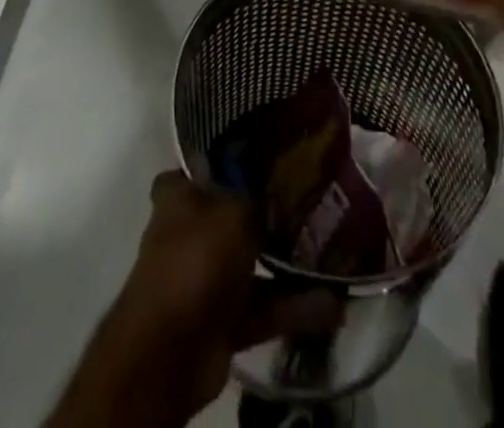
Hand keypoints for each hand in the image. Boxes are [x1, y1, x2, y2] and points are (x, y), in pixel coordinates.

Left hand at [46, 172, 338, 427]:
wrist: (169, 352)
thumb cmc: (195, 259)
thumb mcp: (233, 210)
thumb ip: (257, 196)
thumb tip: (279, 182)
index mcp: (180, 196)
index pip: (204, 165)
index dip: (232, 159)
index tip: (269, 152)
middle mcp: (190, 231)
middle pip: (234, 212)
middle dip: (269, 210)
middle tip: (313, 198)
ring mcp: (206, 277)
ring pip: (253, 261)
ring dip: (288, 261)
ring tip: (333, 250)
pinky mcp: (224, 320)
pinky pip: (265, 306)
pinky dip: (295, 307)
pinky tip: (335, 305)